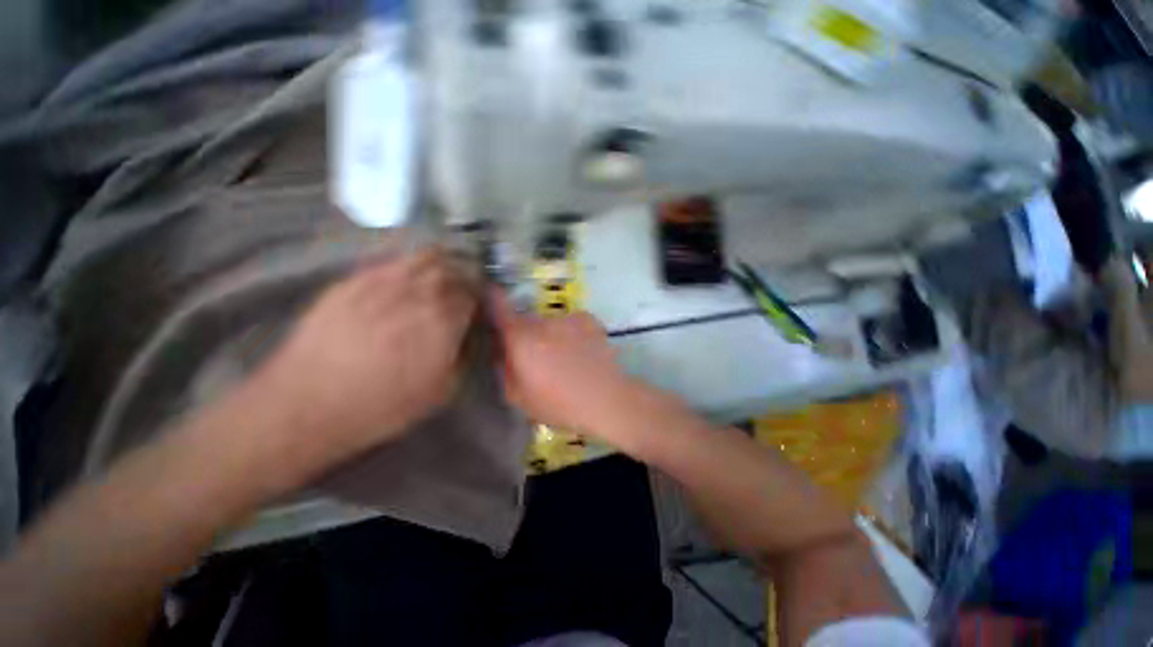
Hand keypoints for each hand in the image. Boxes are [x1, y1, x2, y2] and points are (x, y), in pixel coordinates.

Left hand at [248, 248, 477, 466]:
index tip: (478, 306)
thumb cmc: (382, 405)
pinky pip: (392, 260)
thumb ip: (465, 356)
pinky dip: (410, 263)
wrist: (307, 405)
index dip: (481, 298)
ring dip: (443, 263)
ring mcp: (384, 281)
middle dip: (467, 276)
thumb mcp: (442, 390)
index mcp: (445, 319)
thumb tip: (472, 335)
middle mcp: (419, 293)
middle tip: (466, 288)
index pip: (474, 294)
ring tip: (442, 276)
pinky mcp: (354, 280)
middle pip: (455, 268)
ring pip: (426, 257)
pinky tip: (409, 277)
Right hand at [489, 290, 650, 442]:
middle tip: (537, 357)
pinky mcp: (588, 319)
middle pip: (526, 320)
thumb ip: (504, 369)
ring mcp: (567, 317)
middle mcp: (542, 321)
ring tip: (565, 358)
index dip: (492, 297)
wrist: (606, 399)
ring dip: (550, 334)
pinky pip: (570, 322)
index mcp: (521, 339)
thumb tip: (500, 349)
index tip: (490, 292)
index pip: (500, 308)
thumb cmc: (559, 404)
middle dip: (526, 334)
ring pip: (550, 322)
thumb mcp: (519, 397)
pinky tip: (581, 352)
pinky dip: (570, 333)